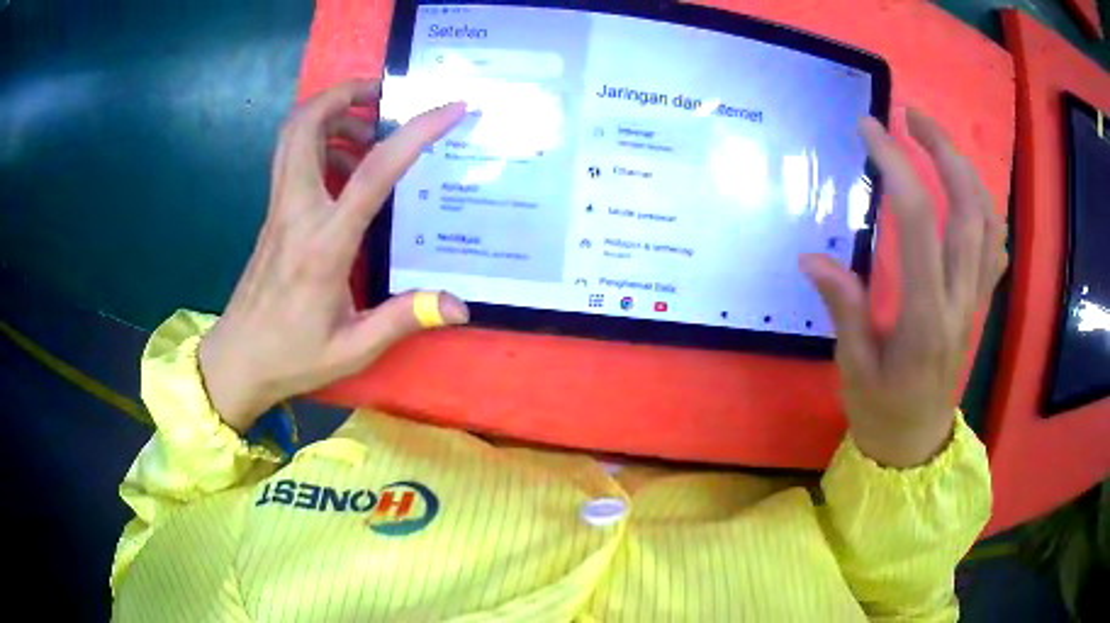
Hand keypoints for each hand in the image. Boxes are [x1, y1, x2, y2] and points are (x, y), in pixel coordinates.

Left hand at [199, 79, 469, 432]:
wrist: (237, 359)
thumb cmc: (292, 355)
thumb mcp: (352, 348)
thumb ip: (403, 319)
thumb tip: (459, 306)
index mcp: (324, 245)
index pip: (372, 172)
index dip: (415, 133)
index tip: (450, 109)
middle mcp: (296, 211)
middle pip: (306, 124)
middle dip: (346, 93)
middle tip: (385, 96)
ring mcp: (279, 208)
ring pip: (293, 133)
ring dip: (331, 112)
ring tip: (369, 129)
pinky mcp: (272, 213)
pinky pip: (291, 156)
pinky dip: (318, 140)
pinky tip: (343, 167)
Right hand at [801, 109, 1007, 467]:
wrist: (918, 444)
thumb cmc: (881, 411)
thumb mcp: (853, 368)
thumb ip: (843, 308)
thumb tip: (812, 257)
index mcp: (926, 316)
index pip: (920, 222)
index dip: (896, 165)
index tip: (869, 130)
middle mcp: (961, 299)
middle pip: (969, 207)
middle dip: (942, 149)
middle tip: (910, 116)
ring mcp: (976, 299)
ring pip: (989, 219)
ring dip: (965, 169)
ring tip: (934, 140)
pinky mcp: (980, 301)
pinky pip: (996, 244)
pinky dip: (985, 205)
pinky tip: (964, 189)